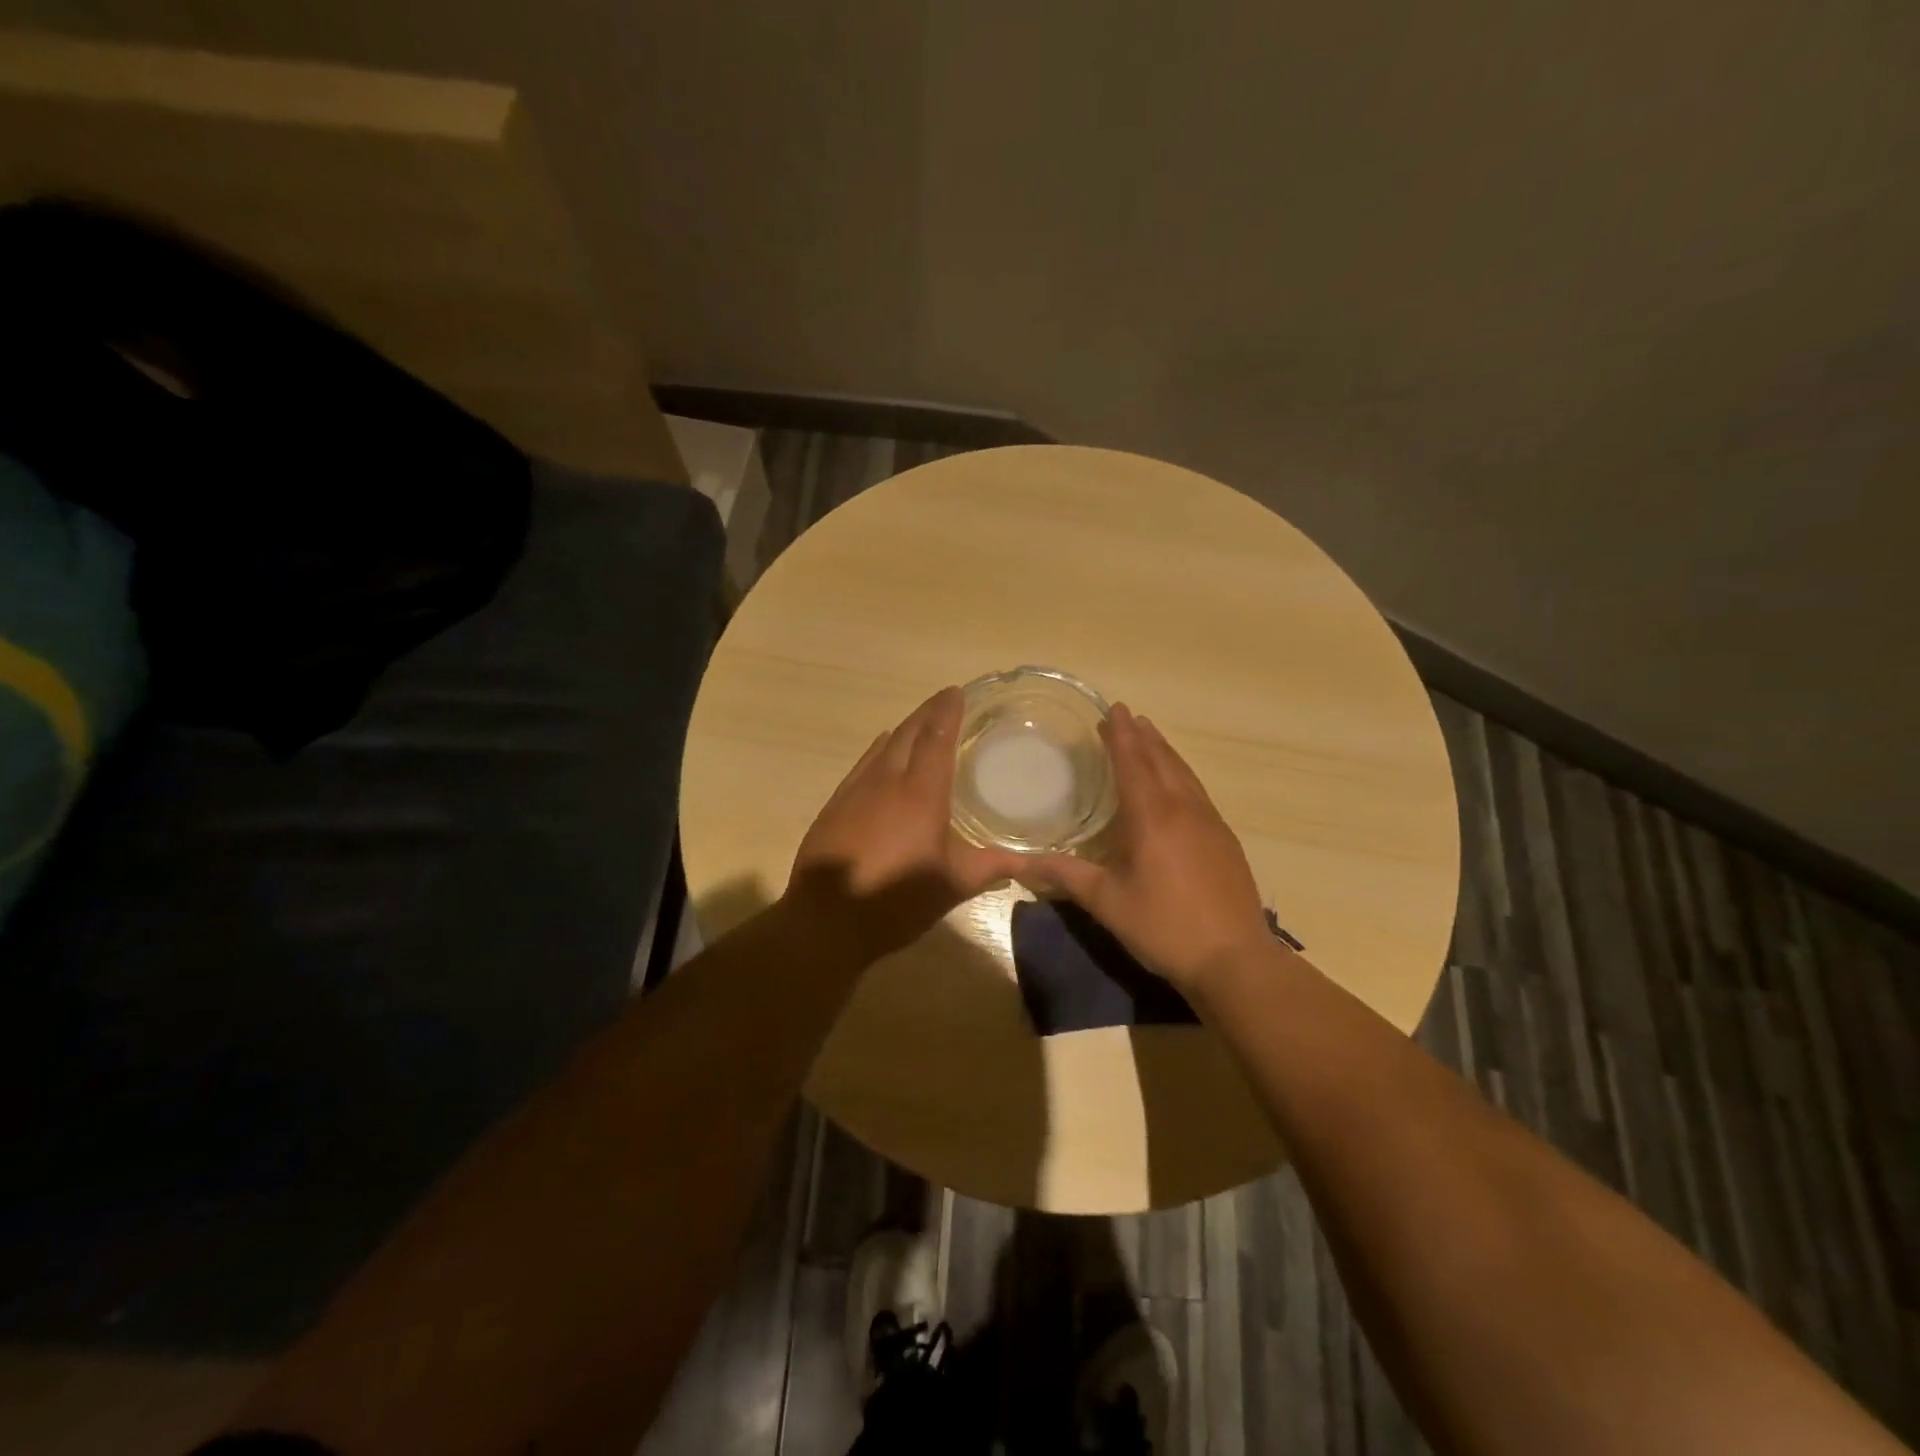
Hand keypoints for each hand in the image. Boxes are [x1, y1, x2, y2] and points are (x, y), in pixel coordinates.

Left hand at [786, 686, 1018, 965]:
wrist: (826, 922)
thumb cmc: (896, 901)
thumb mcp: (952, 886)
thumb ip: (991, 867)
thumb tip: (1031, 861)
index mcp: (920, 793)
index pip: (936, 737)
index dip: (948, 711)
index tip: (957, 692)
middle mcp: (887, 781)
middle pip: (908, 733)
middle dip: (927, 713)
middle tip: (944, 700)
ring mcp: (856, 791)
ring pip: (883, 747)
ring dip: (904, 730)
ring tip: (919, 724)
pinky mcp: (836, 805)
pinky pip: (863, 765)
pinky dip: (879, 751)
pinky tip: (882, 753)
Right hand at [1014, 704, 1271, 994]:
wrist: (1234, 960)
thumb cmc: (1164, 927)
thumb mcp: (1107, 902)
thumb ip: (1066, 875)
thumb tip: (1022, 862)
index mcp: (1152, 818)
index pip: (1134, 764)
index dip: (1121, 736)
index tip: (1114, 709)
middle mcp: (1184, 810)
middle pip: (1162, 761)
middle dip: (1142, 736)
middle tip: (1126, 716)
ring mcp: (1210, 823)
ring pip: (1184, 774)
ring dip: (1164, 751)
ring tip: (1150, 736)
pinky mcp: (1225, 840)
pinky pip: (1198, 792)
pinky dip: (1181, 774)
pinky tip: (1177, 784)